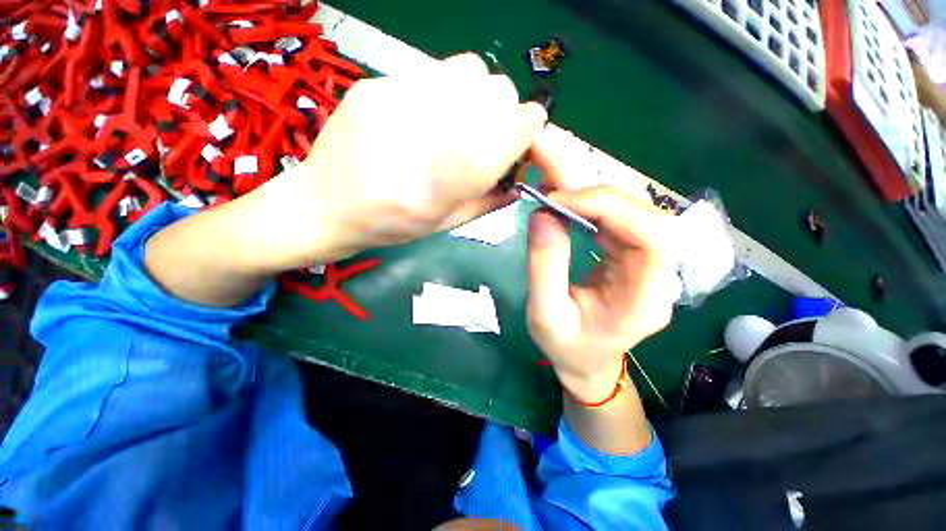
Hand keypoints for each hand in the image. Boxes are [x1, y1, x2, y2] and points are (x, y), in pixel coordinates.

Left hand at [253, 53, 546, 269]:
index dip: (529, 129)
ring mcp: (396, 99)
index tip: (528, 138)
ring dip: (479, 96)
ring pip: (470, 70)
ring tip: (462, 122)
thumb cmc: (389, 226)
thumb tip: (519, 183)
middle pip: (496, 92)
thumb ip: (486, 202)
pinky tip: (430, 114)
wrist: (323, 205)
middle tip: (490, 137)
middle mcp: (424, 133)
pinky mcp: (377, 84)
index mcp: (443, 182)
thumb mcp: (444, 225)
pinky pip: (434, 70)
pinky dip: (449, 90)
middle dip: (505, 113)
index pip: (509, 132)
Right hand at [526, 132, 681, 402]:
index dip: (606, 207)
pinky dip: (581, 198)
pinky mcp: (626, 252)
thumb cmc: (568, 349)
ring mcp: (642, 259)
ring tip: (548, 160)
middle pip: (637, 211)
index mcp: (646, 297)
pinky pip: (608, 216)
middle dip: (590, 182)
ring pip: (622, 207)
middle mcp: (656, 271)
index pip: (649, 235)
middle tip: (548, 151)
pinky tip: (557, 186)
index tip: (557, 202)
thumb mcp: (546, 316)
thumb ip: (545, 268)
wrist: (587, 363)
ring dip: (583, 183)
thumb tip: (542, 214)